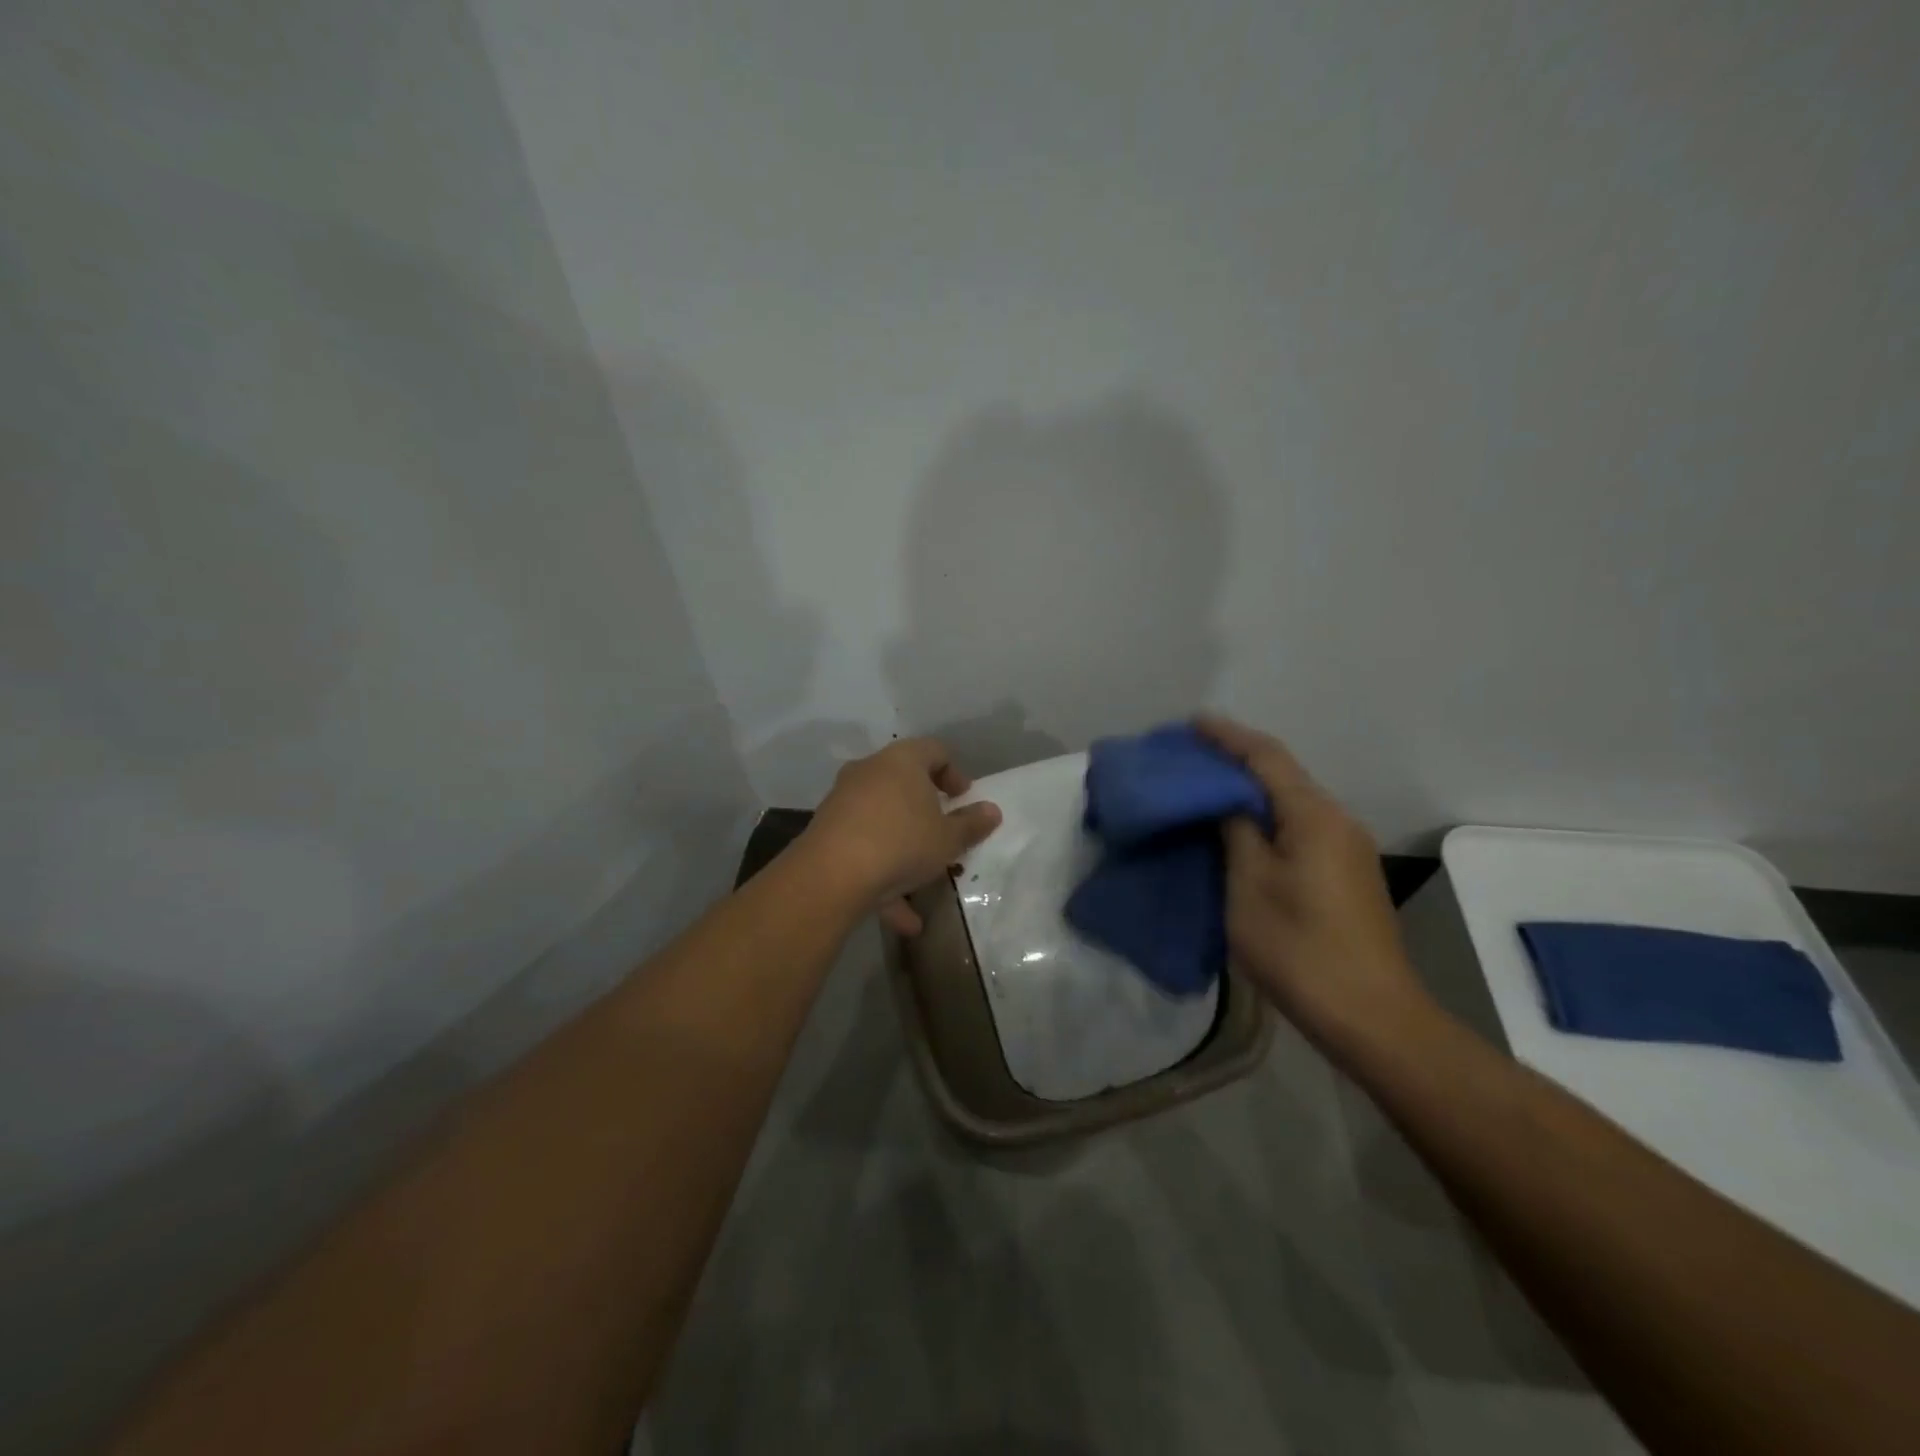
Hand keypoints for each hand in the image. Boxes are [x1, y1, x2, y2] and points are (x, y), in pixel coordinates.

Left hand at [800, 737, 1002, 935]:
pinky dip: (884, 876)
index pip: (934, 750)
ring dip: (906, 849)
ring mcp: (843, 801)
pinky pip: (863, 849)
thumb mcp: (948, 838)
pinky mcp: (827, 833)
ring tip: (926, 883)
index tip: (964, 799)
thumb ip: (972, 824)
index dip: (954, 773)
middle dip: (927, 810)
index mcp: (902, 761)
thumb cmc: (901, 842)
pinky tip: (904, 919)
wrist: (831, 875)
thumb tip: (992, 811)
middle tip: (945, 832)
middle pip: (904, 782)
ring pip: (883, 821)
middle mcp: (869, 772)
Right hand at [1196, 715, 1431, 1050]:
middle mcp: (1336, 821)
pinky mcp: (1344, 875)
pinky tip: (1237, 830)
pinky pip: (1297, 828)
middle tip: (1188, 758)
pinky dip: (1263, 818)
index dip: (1227, 736)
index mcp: (1314, 815)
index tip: (1190, 723)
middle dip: (1235, 760)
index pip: (1265, 756)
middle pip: (1281, 775)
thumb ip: (1235, 831)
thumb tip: (1226, 801)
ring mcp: (1345, 849)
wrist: (1370, 1016)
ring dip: (1248, 790)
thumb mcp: (1250, 884)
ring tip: (1203, 790)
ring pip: (1289, 803)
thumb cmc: (1299, 947)